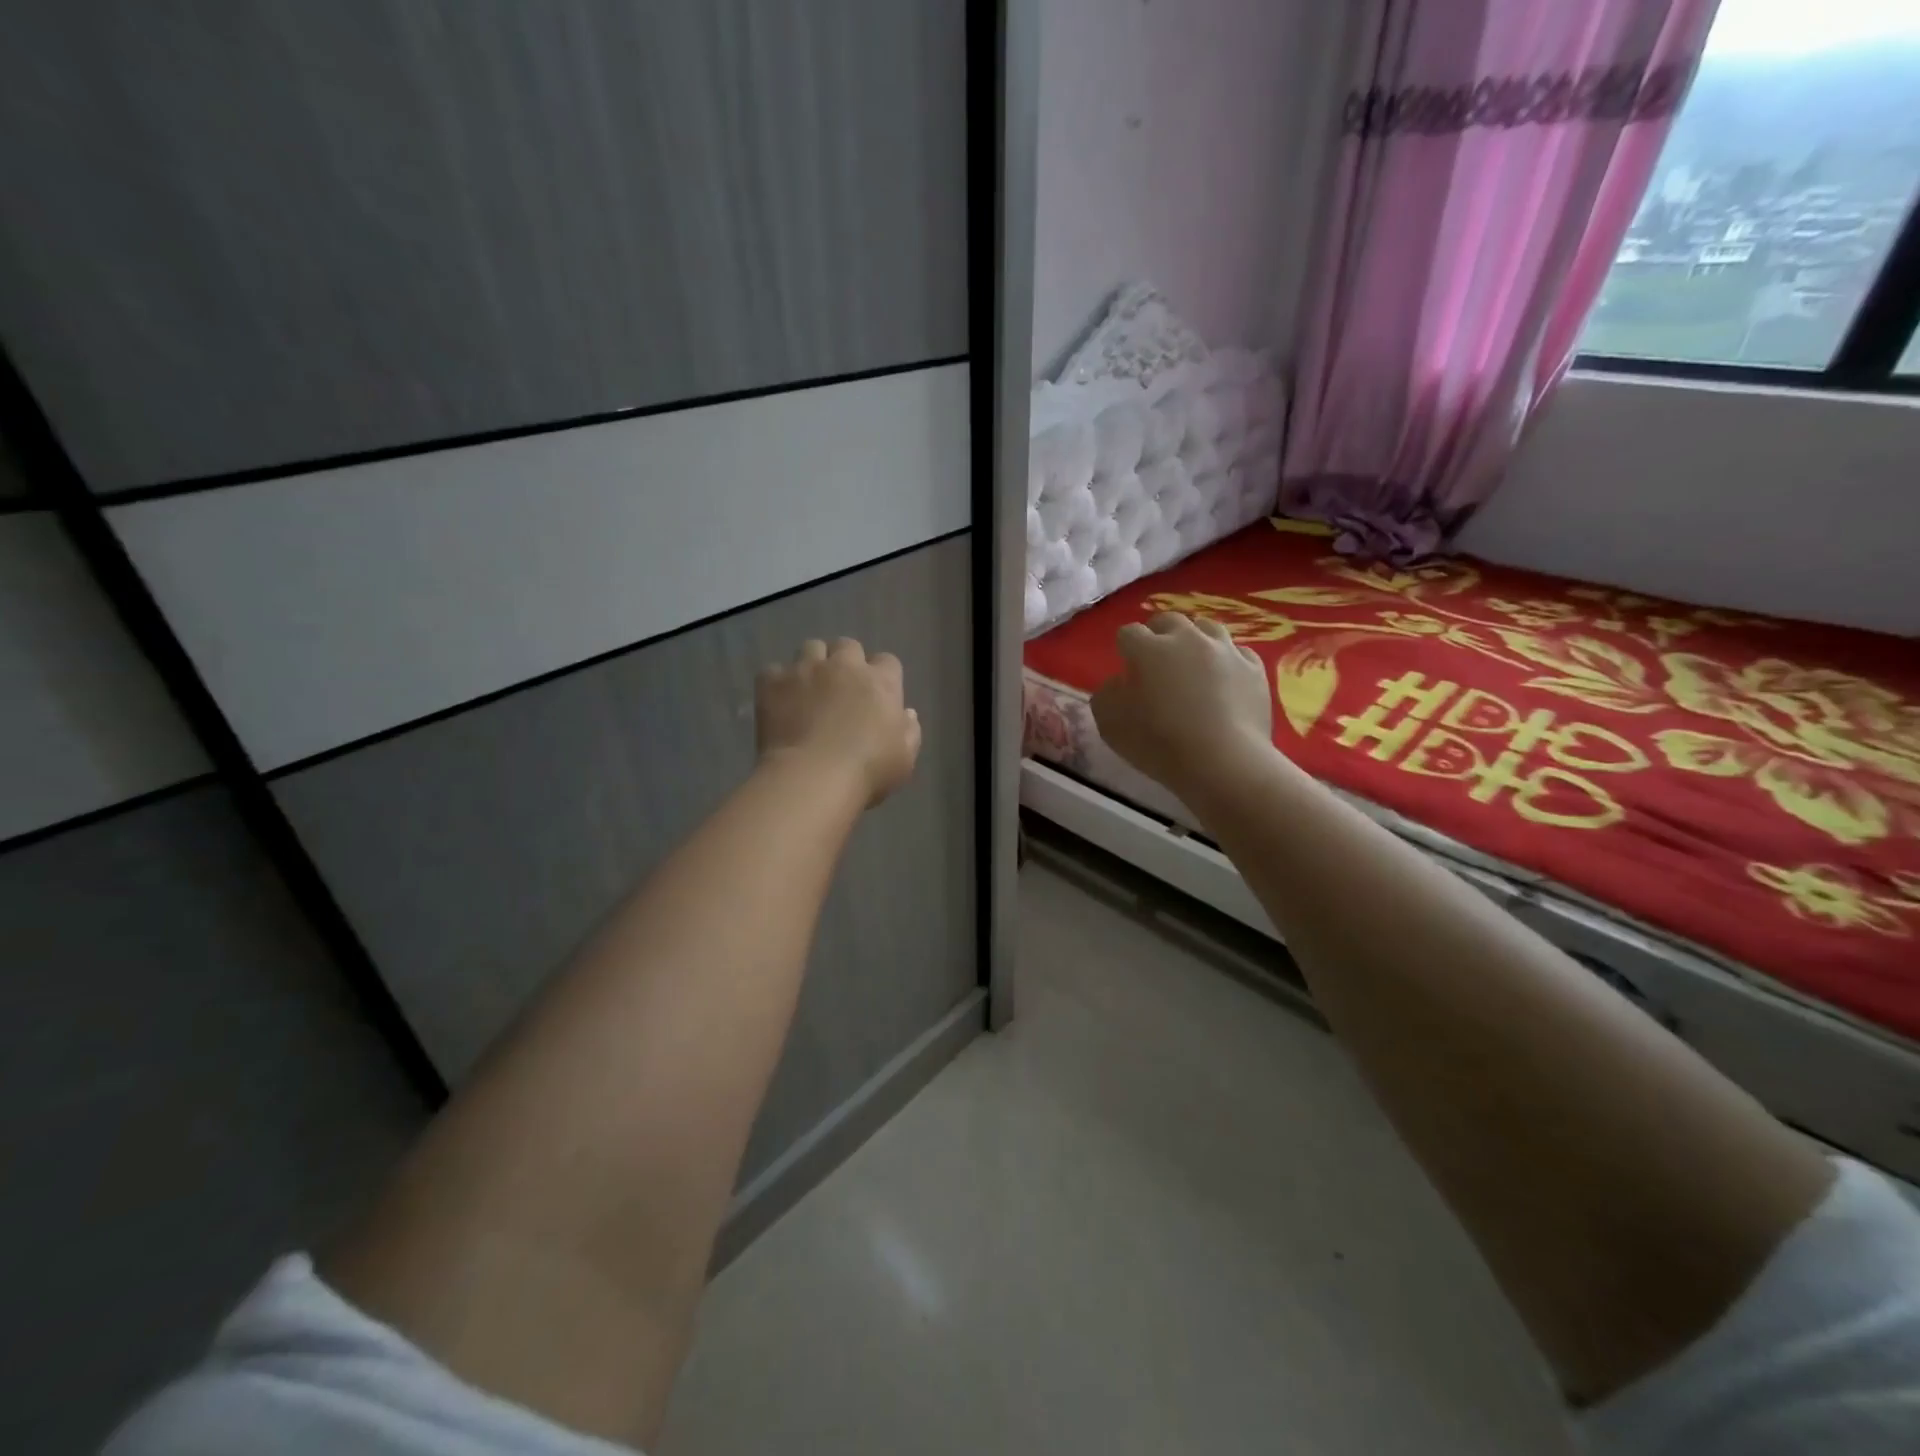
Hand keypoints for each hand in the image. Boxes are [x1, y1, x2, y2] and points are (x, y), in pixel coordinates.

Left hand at [757, 638, 922, 806]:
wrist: (812, 777)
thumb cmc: (868, 770)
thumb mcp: (905, 758)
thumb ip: (909, 731)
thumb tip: (906, 713)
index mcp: (881, 681)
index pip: (887, 661)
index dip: (882, 676)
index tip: (876, 696)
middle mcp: (844, 665)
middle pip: (848, 646)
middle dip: (846, 662)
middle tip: (841, 688)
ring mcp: (806, 669)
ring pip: (811, 648)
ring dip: (813, 663)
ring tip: (809, 688)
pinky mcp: (773, 681)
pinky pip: (774, 671)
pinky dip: (778, 683)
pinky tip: (779, 701)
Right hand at [1090, 613, 1273, 795]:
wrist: (1223, 762)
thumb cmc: (1159, 743)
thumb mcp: (1109, 724)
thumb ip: (1107, 694)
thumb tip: (1120, 682)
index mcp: (1148, 649)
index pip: (1129, 633)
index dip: (1125, 649)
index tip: (1127, 670)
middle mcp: (1187, 638)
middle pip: (1169, 621)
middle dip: (1159, 635)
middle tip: (1157, 663)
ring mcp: (1225, 650)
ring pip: (1207, 628)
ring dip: (1195, 641)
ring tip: (1193, 665)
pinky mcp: (1254, 669)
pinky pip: (1238, 653)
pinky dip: (1227, 661)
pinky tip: (1225, 680)